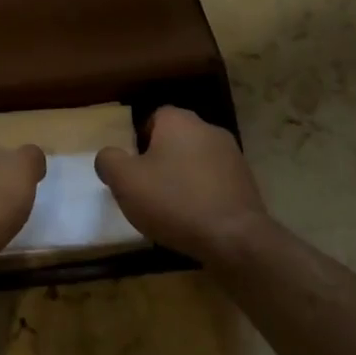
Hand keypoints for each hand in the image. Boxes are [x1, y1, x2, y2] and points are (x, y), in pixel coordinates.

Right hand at [95, 106, 272, 265]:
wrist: (234, 237)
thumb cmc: (174, 201)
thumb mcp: (125, 181)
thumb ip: (109, 161)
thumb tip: (109, 156)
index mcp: (179, 121)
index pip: (154, 117)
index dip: (139, 140)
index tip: (133, 167)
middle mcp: (208, 129)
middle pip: (176, 138)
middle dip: (161, 159)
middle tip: (147, 187)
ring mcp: (232, 155)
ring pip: (196, 159)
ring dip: (183, 176)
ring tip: (171, 207)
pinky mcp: (246, 181)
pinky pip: (215, 181)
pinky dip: (203, 193)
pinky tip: (195, 218)